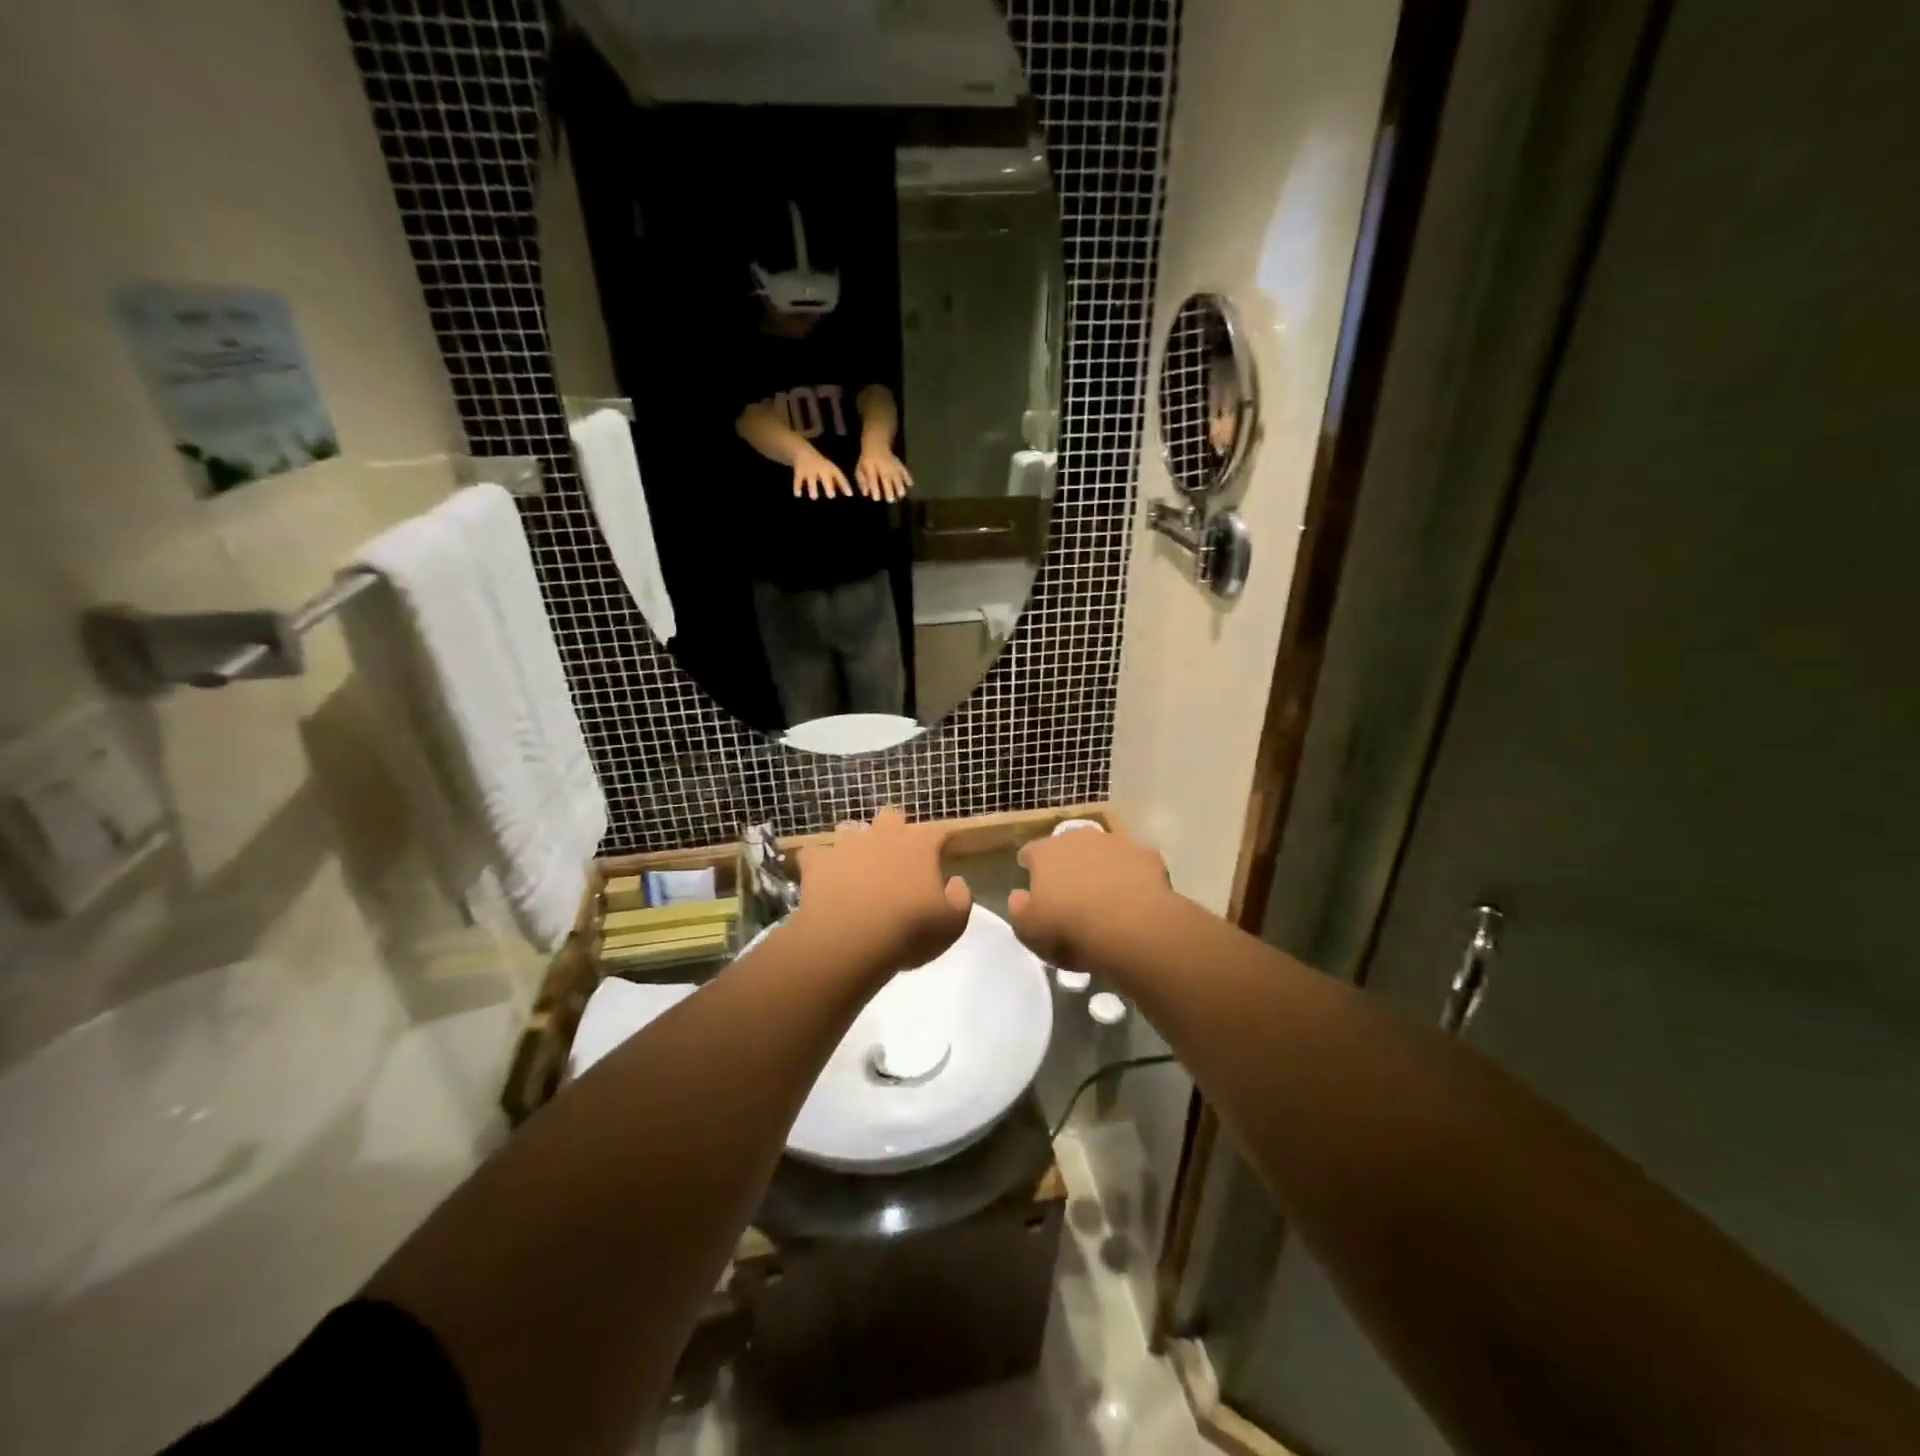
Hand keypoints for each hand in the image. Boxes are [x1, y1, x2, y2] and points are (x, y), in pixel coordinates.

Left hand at [790, 807, 971, 979]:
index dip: (943, 839)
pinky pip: (815, 854)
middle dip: (896, 830)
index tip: (946, 848)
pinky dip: (819, 863)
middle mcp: (884, 835)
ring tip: (857, 865)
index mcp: (920, 846)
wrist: (850, 940)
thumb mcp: (952, 923)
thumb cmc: (909, 931)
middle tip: (897, 855)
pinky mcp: (817, 861)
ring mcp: (847, 845)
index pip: (939, 832)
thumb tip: (955, 881)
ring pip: (852, 829)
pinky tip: (821, 876)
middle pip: (892, 817)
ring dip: (857, 843)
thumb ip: (961, 897)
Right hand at [793, 445, 852, 499]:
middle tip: (831, 496)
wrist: (802, 452)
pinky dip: (797, 487)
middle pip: (825, 478)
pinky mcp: (799, 472)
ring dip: (813, 489)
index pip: (839, 476)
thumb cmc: (821, 466)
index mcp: (830, 469)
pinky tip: (797, 495)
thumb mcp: (830, 471)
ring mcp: (809, 470)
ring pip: (811, 481)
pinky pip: (798, 480)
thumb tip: (849, 494)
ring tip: (814, 497)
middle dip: (828, 486)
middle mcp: (821, 469)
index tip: (849, 495)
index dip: (845, 485)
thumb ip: (839, 482)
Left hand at [855, 447, 913, 502]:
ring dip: (900, 488)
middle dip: (890, 492)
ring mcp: (893, 466)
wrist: (876, 445)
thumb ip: (862, 482)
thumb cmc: (867, 461)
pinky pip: (906, 473)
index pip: (873, 480)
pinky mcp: (900, 466)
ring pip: (899, 478)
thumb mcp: (860, 470)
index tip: (877, 498)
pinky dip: (908, 480)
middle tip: (890, 500)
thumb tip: (866, 494)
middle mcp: (883, 468)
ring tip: (900, 495)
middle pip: (888, 481)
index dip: (875, 490)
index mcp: (871, 468)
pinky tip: (908, 486)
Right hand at [1007, 827, 1175, 973]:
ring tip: (1106, 898)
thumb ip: (1018, 908)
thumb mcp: (1029, 930)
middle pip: (1068, 846)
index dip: (1030, 868)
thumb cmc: (1070, 930)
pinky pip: (1134, 864)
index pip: (1030, 852)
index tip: (1034, 886)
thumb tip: (1020, 895)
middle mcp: (1079, 838)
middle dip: (1067, 864)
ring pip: (1103, 851)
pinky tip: (1135, 898)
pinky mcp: (1147, 855)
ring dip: (1101, 867)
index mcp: (1045, 853)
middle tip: (1071, 893)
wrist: (1132, 928)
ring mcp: (1116, 843)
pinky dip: (1132, 876)